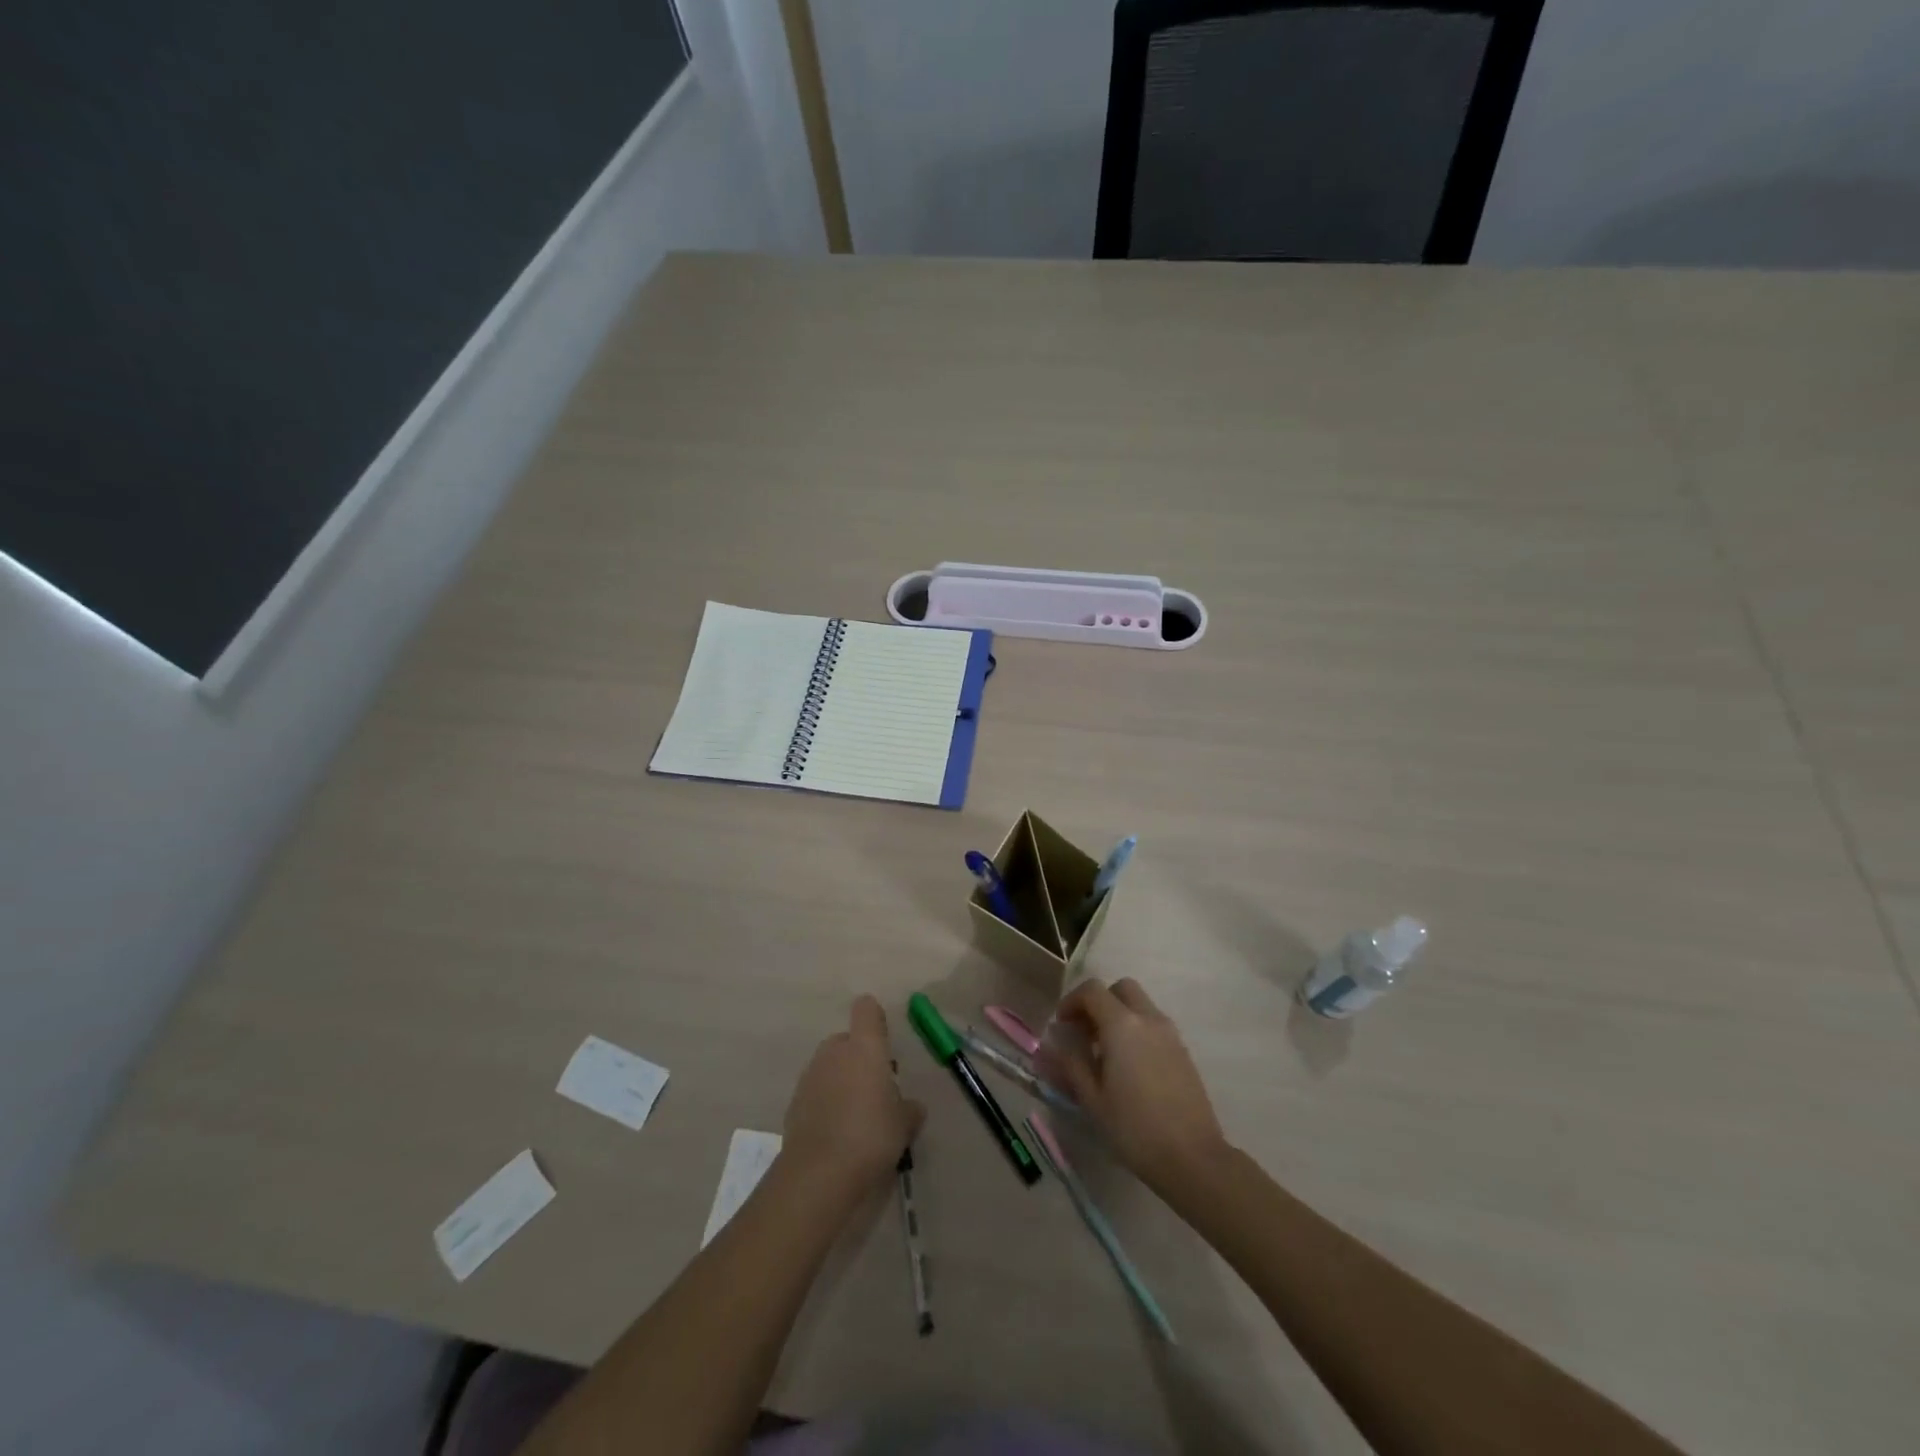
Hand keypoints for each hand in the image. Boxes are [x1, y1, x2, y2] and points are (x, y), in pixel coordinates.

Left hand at [782, 996, 924, 1191]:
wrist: (818, 1174)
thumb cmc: (871, 1136)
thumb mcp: (904, 1125)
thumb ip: (909, 1109)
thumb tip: (912, 1107)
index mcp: (864, 1047)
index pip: (866, 1009)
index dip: (875, 1019)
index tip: (885, 1041)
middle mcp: (835, 1052)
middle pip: (846, 1040)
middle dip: (858, 1057)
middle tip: (875, 1088)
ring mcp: (810, 1076)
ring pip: (829, 1066)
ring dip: (841, 1080)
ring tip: (856, 1114)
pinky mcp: (794, 1102)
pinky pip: (815, 1091)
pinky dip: (825, 1102)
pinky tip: (836, 1132)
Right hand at [1037, 978, 1228, 1191]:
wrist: (1193, 1158)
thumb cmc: (1134, 1128)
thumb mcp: (1092, 1099)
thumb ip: (1070, 1064)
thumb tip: (1051, 1045)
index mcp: (1122, 1025)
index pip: (1092, 990)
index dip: (1071, 1001)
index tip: (1061, 1025)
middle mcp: (1148, 1019)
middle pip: (1121, 989)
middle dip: (1099, 1002)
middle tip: (1085, 1032)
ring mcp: (1170, 1034)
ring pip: (1140, 1005)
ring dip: (1119, 1016)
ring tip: (1105, 1054)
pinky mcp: (1183, 1052)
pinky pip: (1154, 1026)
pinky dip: (1137, 1031)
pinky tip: (1129, 1068)